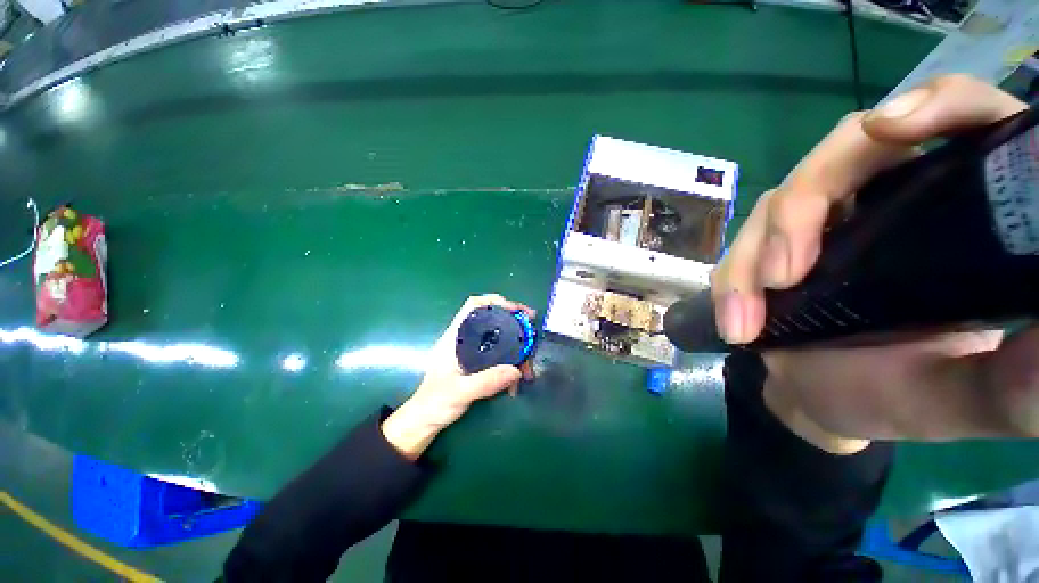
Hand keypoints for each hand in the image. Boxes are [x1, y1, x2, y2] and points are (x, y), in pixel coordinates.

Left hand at [381, 294, 535, 459]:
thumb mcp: (460, 392)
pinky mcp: (478, 364)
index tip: (517, 312)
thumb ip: (486, 382)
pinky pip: (500, 356)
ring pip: (500, 340)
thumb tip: (516, 370)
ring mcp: (472, 351)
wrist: (425, 421)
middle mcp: (465, 339)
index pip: (474, 305)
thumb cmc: (435, 403)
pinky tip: (516, 381)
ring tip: (527, 371)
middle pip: (493, 320)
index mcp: (455, 336)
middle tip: (532, 335)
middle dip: (515, 325)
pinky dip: (511, 365)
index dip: (496, 302)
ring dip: (517, 351)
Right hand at [712, 75, 1033, 451]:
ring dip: (754, 257)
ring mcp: (824, 220)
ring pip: (778, 203)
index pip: (962, 120)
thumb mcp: (965, 398)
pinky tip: (736, 324)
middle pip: (844, 151)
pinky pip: (743, 246)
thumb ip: (1014, 384)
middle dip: (804, 206)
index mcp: (962, 211)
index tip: (893, 129)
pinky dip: (732, 283)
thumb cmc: (903, 400)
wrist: (827, 402)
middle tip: (786, 275)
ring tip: (748, 323)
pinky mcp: (773, 244)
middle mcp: (892, 198)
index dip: (936, 106)